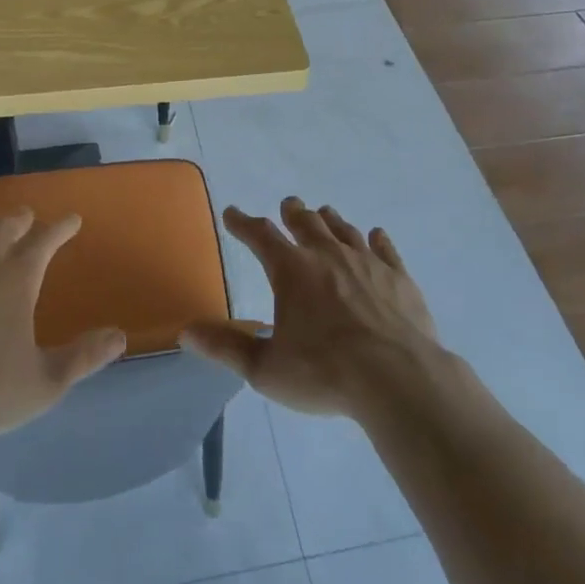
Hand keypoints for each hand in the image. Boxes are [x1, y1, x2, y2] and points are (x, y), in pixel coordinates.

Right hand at [181, 197, 441, 417]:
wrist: (398, 379)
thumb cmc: (325, 374)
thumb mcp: (266, 368)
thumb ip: (227, 347)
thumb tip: (186, 331)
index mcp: (292, 271)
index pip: (261, 236)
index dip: (243, 223)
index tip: (232, 213)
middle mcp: (327, 255)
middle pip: (306, 222)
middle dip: (293, 212)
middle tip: (288, 204)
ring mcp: (367, 263)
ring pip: (344, 230)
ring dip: (330, 220)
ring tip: (324, 213)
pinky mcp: (398, 277)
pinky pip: (385, 249)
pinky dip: (377, 240)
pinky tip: (376, 236)